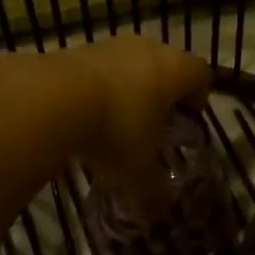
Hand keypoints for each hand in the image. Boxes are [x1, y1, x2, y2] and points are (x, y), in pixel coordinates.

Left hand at [63, 35, 210, 186]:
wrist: (52, 98)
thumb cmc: (115, 129)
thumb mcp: (138, 170)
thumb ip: (153, 189)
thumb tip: (158, 211)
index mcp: (175, 70)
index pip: (201, 74)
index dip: (199, 97)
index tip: (188, 119)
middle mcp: (149, 48)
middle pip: (167, 64)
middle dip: (163, 92)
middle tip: (155, 122)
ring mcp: (112, 44)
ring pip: (132, 63)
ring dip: (130, 86)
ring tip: (118, 119)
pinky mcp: (80, 48)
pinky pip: (102, 67)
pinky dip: (101, 85)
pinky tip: (88, 111)